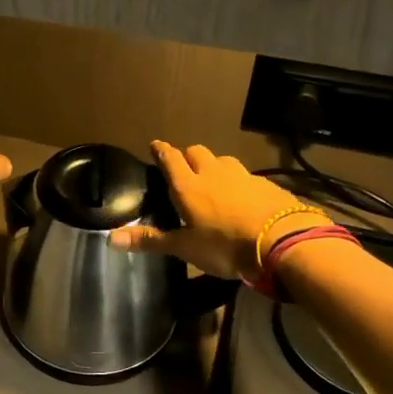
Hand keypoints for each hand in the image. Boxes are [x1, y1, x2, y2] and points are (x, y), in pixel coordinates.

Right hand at [111, 141, 314, 279]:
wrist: (282, 242)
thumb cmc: (224, 246)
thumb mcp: (184, 248)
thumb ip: (150, 240)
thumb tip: (110, 238)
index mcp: (188, 186)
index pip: (170, 158)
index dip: (161, 150)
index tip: (155, 145)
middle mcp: (213, 173)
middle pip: (196, 152)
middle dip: (187, 155)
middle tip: (183, 167)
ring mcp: (242, 175)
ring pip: (222, 160)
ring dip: (213, 165)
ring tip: (212, 179)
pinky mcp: (266, 185)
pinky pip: (246, 175)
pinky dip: (238, 181)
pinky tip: (241, 195)